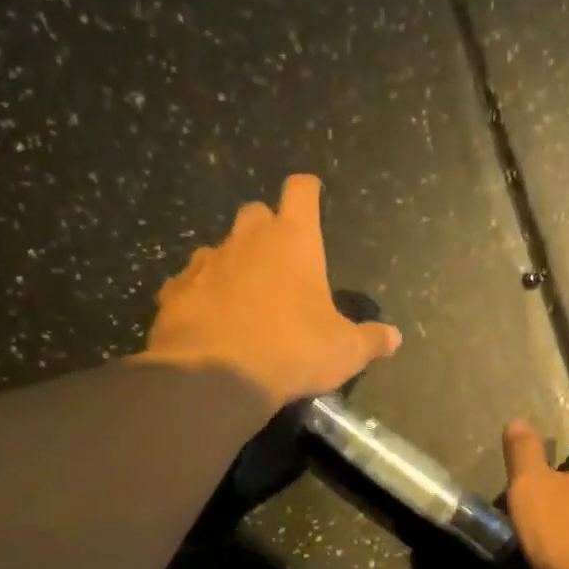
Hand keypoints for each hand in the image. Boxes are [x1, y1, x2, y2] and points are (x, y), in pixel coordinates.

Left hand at [142, 175, 402, 410]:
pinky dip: (200, 294)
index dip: (308, 191)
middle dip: (267, 229)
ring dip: (232, 263)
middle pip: (255, 213)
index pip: (301, 192)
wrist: (216, 376)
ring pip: (219, 248)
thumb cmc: (292, 351)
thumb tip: (393, 338)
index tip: (312, 195)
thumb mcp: (344, 352)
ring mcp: (206, 263)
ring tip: (243, 297)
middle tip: (279, 261)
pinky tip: (208, 319)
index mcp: (293, 241)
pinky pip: (189, 283)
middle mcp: (247, 240)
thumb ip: (370, 340)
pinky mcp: (174, 291)